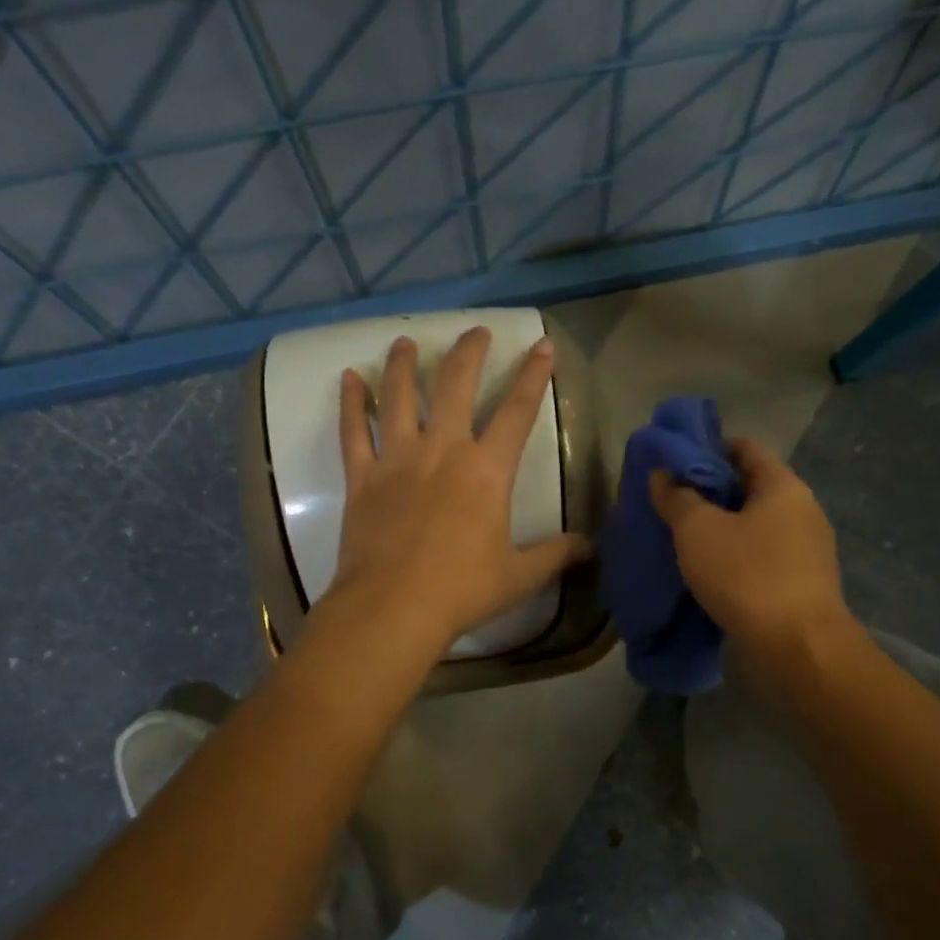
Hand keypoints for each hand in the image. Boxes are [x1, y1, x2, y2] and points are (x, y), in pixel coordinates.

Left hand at [326, 328, 590, 655]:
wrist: (393, 608)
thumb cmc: (462, 590)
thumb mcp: (519, 576)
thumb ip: (555, 555)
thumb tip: (590, 547)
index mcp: (487, 471)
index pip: (517, 411)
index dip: (533, 376)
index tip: (541, 346)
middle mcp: (443, 450)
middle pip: (456, 385)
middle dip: (469, 352)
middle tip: (475, 331)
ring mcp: (398, 459)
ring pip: (400, 396)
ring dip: (404, 364)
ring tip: (405, 341)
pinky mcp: (362, 477)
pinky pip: (353, 431)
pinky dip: (351, 402)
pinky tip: (350, 378)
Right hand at [650, 438, 847, 666]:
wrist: (798, 647)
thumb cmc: (747, 576)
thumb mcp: (698, 531)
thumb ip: (677, 498)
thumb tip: (663, 475)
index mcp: (783, 486)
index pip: (746, 447)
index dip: (709, 448)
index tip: (676, 463)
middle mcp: (802, 509)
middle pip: (751, 486)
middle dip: (710, 492)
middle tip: (672, 502)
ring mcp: (807, 548)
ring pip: (756, 524)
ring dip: (723, 527)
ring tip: (684, 539)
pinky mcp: (803, 582)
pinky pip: (763, 555)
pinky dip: (736, 555)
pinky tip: (710, 571)